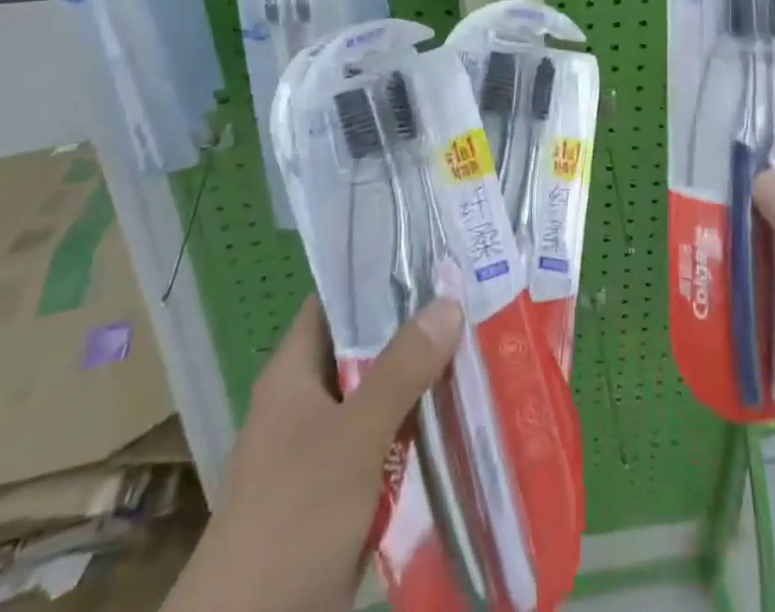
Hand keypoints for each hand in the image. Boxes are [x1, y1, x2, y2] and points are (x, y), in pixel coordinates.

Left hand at [184, 295, 463, 611]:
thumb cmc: (293, 519)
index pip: (337, 299)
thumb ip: (401, 369)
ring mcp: (323, 448)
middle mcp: (307, 400)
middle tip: (473, 299)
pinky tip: (463, 417)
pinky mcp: (341, 492)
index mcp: (293, 371)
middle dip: (415, 328)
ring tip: (481, 346)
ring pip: (380, 396)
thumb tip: (449, 301)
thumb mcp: (353, 437)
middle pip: (366, 347)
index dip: (379, 273)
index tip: (433, 256)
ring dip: (422, 381)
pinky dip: (418, 430)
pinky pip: (386, 443)